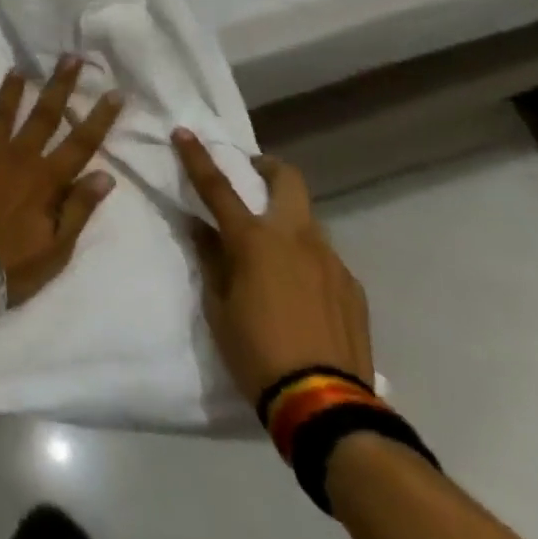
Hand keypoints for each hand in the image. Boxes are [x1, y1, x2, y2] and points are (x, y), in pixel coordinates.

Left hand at [0, 58, 120, 307]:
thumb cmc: (10, 264)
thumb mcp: (56, 247)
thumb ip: (79, 208)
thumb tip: (107, 175)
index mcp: (46, 179)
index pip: (81, 142)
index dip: (100, 117)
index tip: (115, 91)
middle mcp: (18, 156)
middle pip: (44, 114)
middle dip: (60, 85)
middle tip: (71, 57)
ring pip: (3, 111)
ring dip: (13, 88)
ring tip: (20, 67)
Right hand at [174, 129, 372, 405]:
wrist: (325, 405)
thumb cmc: (256, 351)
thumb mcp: (218, 306)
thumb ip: (211, 259)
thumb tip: (200, 228)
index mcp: (254, 240)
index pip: (218, 187)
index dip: (198, 157)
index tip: (184, 133)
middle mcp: (296, 238)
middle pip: (287, 180)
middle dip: (267, 168)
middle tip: (250, 178)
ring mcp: (331, 261)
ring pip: (308, 220)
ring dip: (287, 219)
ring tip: (273, 251)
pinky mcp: (352, 287)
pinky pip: (324, 258)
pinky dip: (306, 258)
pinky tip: (299, 291)